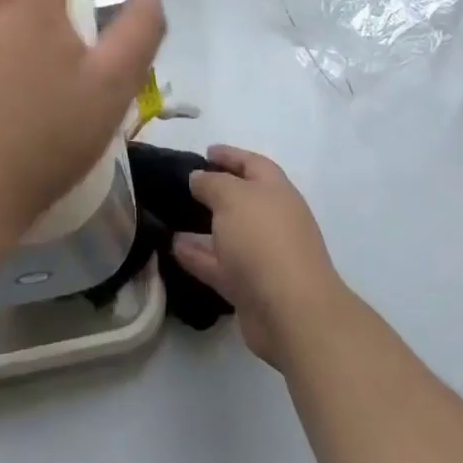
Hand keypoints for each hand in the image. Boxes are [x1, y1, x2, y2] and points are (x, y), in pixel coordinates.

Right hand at [174, 145, 347, 369]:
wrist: (291, 311)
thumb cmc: (263, 239)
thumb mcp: (232, 197)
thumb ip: (211, 183)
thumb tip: (198, 178)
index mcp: (275, 190)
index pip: (252, 163)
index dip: (230, 155)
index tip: (205, 151)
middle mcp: (272, 219)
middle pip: (241, 199)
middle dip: (215, 192)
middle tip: (184, 186)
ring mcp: (262, 255)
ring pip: (228, 235)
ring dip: (202, 227)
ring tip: (171, 219)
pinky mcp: (250, 287)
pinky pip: (219, 265)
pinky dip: (198, 256)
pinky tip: (174, 248)